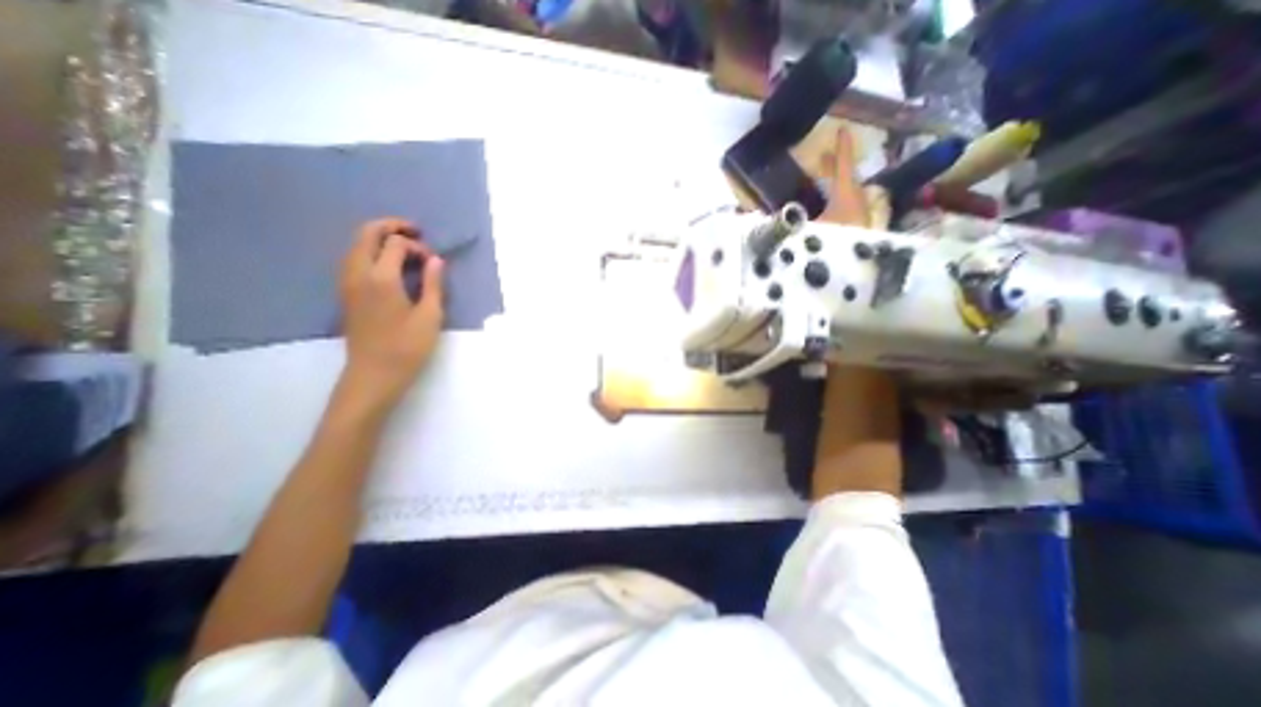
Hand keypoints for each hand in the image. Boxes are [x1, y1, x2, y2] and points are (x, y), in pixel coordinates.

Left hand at [338, 218, 443, 410]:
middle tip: (416, 232)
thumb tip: (435, 260)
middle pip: (366, 233)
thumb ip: (433, 284)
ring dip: (379, 239)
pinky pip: (354, 259)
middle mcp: (358, 273)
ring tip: (404, 249)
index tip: (433, 262)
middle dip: (392, 227)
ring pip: (357, 245)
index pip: (395, 244)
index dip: (417, 246)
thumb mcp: (430, 316)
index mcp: (381, 278)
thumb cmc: (407, 347)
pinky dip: (371, 252)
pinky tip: (389, 266)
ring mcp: (347, 282)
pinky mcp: (346, 293)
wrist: (374, 374)